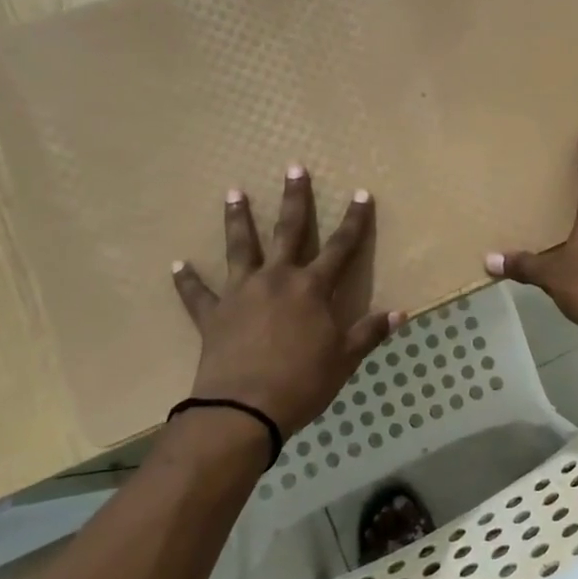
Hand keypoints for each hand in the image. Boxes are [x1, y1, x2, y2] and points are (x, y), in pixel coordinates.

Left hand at [172, 168, 402, 437]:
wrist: (243, 411)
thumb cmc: (302, 383)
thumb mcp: (344, 359)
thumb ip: (369, 333)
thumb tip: (400, 313)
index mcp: (312, 288)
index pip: (341, 246)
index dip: (354, 220)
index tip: (362, 193)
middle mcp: (277, 279)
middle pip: (289, 231)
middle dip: (295, 198)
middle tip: (294, 167)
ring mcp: (242, 293)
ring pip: (240, 248)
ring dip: (238, 219)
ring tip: (234, 192)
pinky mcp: (213, 314)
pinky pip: (197, 294)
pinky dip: (187, 280)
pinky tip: (177, 264)